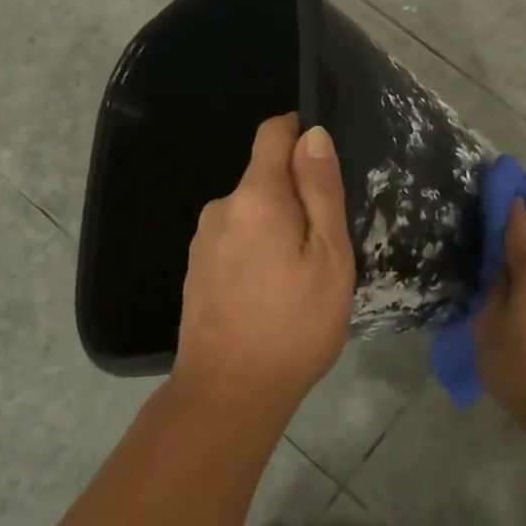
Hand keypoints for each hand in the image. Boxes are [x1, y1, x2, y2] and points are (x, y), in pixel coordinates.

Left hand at [175, 114, 355, 411]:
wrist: (229, 392)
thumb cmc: (293, 322)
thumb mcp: (328, 255)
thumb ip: (320, 190)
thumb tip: (313, 134)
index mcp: (255, 196)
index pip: (273, 133)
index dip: (302, 133)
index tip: (327, 164)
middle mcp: (222, 207)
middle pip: (265, 176)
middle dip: (298, 194)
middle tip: (328, 243)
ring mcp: (204, 240)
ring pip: (253, 211)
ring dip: (279, 226)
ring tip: (304, 273)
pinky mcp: (197, 268)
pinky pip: (237, 238)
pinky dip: (260, 249)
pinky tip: (274, 290)